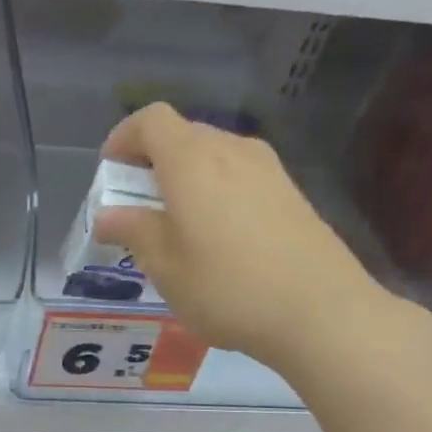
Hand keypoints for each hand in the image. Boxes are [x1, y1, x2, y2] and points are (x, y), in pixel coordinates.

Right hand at [94, 103, 400, 368]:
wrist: (322, 312)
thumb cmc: (228, 288)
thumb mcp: (165, 266)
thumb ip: (133, 231)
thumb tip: (108, 215)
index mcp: (192, 160)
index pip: (150, 120)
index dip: (123, 138)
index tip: (111, 173)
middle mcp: (232, 150)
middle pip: (182, 134)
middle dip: (152, 161)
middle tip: (138, 206)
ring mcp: (268, 168)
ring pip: (214, 155)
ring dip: (186, 177)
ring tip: (177, 225)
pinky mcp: (291, 192)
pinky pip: (240, 175)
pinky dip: (217, 191)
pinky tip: (220, 238)